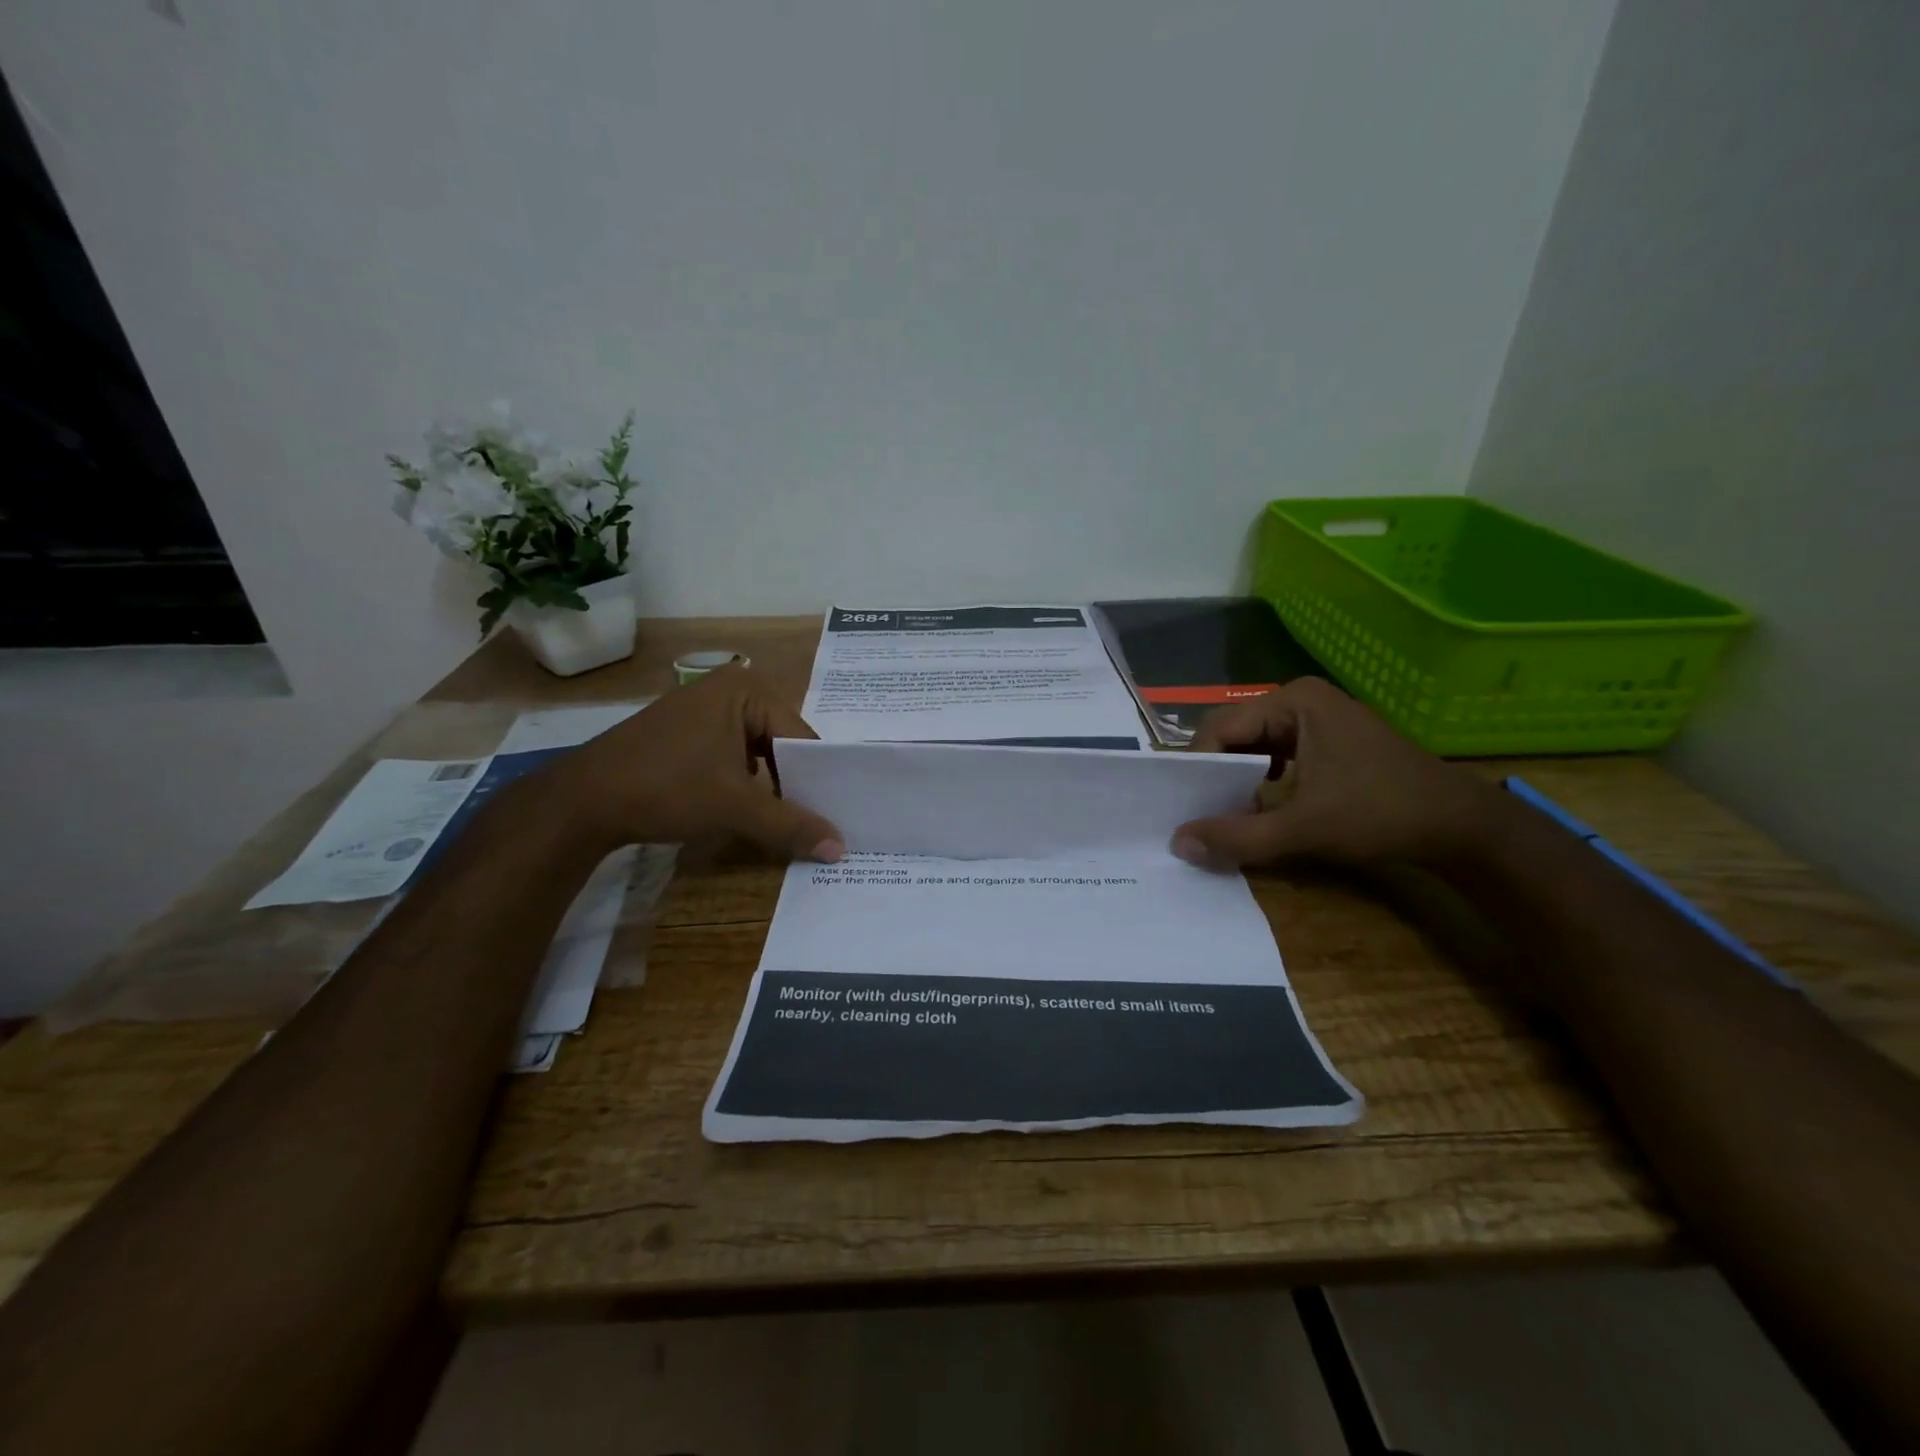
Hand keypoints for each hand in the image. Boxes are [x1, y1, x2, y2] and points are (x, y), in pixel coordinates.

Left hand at [532, 665, 844, 860]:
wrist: (581, 801)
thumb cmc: (667, 787)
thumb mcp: (736, 808)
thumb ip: (791, 826)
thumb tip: (842, 849)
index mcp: (746, 689)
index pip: (801, 736)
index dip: (817, 778)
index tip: (832, 816)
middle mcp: (727, 688)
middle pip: (780, 741)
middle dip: (793, 783)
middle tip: (812, 823)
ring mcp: (701, 708)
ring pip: (756, 751)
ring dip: (768, 786)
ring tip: (784, 821)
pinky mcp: (682, 731)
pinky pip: (730, 754)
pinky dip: (741, 782)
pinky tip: (745, 810)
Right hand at [1171, 677, 1498, 868]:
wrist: (1460, 826)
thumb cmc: (1381, 814)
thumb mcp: (1303, 828)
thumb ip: (1237, 836)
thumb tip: (1178, 843)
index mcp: (1292, 701)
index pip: (1220, 728)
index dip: (1195, 766)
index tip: (1182, 806)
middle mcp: (1299, 699)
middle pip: (1234, 733)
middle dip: (1213, 772)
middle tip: (1196, 811)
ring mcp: (1316, 717)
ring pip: (1252, 745)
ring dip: (1234, 778)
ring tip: (1221, 811)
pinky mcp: (1327, 739)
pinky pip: (1274, 753)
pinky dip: (1258, 778)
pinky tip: (1257, 805)